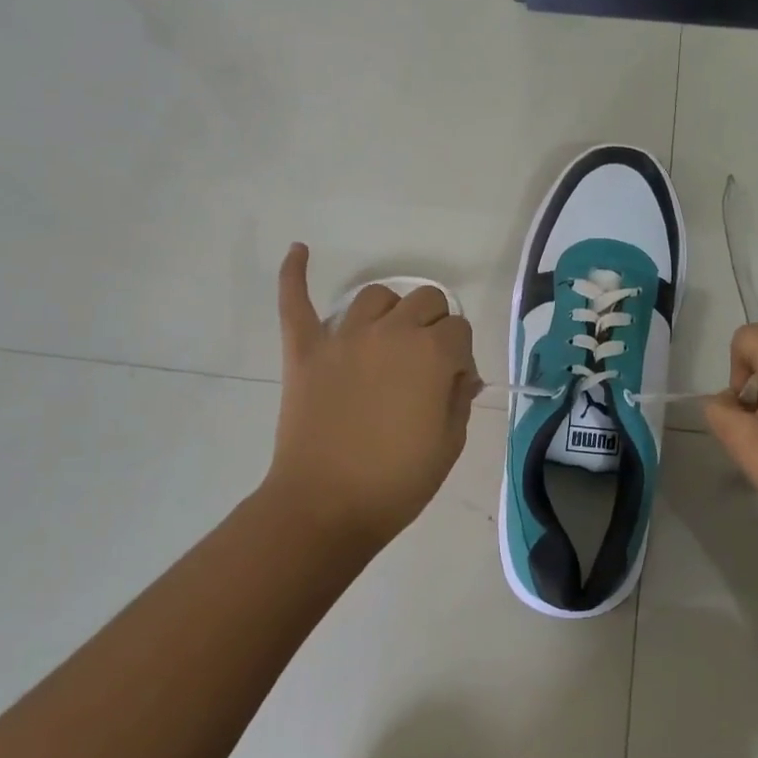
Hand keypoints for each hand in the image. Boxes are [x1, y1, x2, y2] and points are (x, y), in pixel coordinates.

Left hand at [264, 245, 479, 546]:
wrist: (325, 507)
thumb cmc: (396, 482)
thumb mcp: (449, 444)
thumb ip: (460, 397)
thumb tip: (461, 374)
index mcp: (431, 354)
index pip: (460, 330)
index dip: (462, 356)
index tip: (453, 385)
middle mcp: (390, 332)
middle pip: (425, 301)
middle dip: (435, 325)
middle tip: (426, 365)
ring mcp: (343, 337)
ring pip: (375, 296)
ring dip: (390, 311)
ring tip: (388, 338)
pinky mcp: (305, 350)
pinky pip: (296, 301)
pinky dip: (295, 274)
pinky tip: (299, 250)